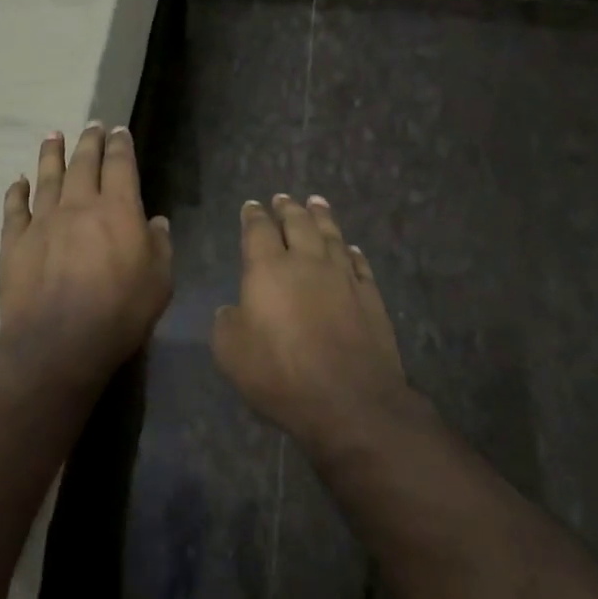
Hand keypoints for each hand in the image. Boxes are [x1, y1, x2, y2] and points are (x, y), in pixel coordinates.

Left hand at [0, 123, 172, 382]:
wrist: (58, 342)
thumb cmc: (119, 313)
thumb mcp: (159, 283)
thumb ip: (159, 246)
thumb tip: (155, 222)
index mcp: (117, 209)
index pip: (120, 165)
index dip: (120, 145)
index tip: (118, 131)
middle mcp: (79, 205)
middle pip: (83, 163)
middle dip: (89, 141)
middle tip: (91, 125)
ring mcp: (43, 221)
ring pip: (47, 177)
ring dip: (51, 154)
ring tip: (53, 135)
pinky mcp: (15, 241)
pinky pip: (15, 208)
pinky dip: (16, 192)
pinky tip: (18, 181)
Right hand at [213, 195, 412, 451]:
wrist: (350, 400)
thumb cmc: (281, 374)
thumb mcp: (232, 354)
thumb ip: (227, 323)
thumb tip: (233, 310)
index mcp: (268, 269)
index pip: (258, 230)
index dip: (253, 216)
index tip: (252, 206)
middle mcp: (307, 261)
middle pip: (297, 223)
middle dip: (288, 208)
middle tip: (283, 198)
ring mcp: (343, 277)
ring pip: (331, 235)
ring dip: (322, 216)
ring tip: (317, 202)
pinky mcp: (370, 297)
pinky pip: (359, 264)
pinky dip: (352, 252)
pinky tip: (351, 248)